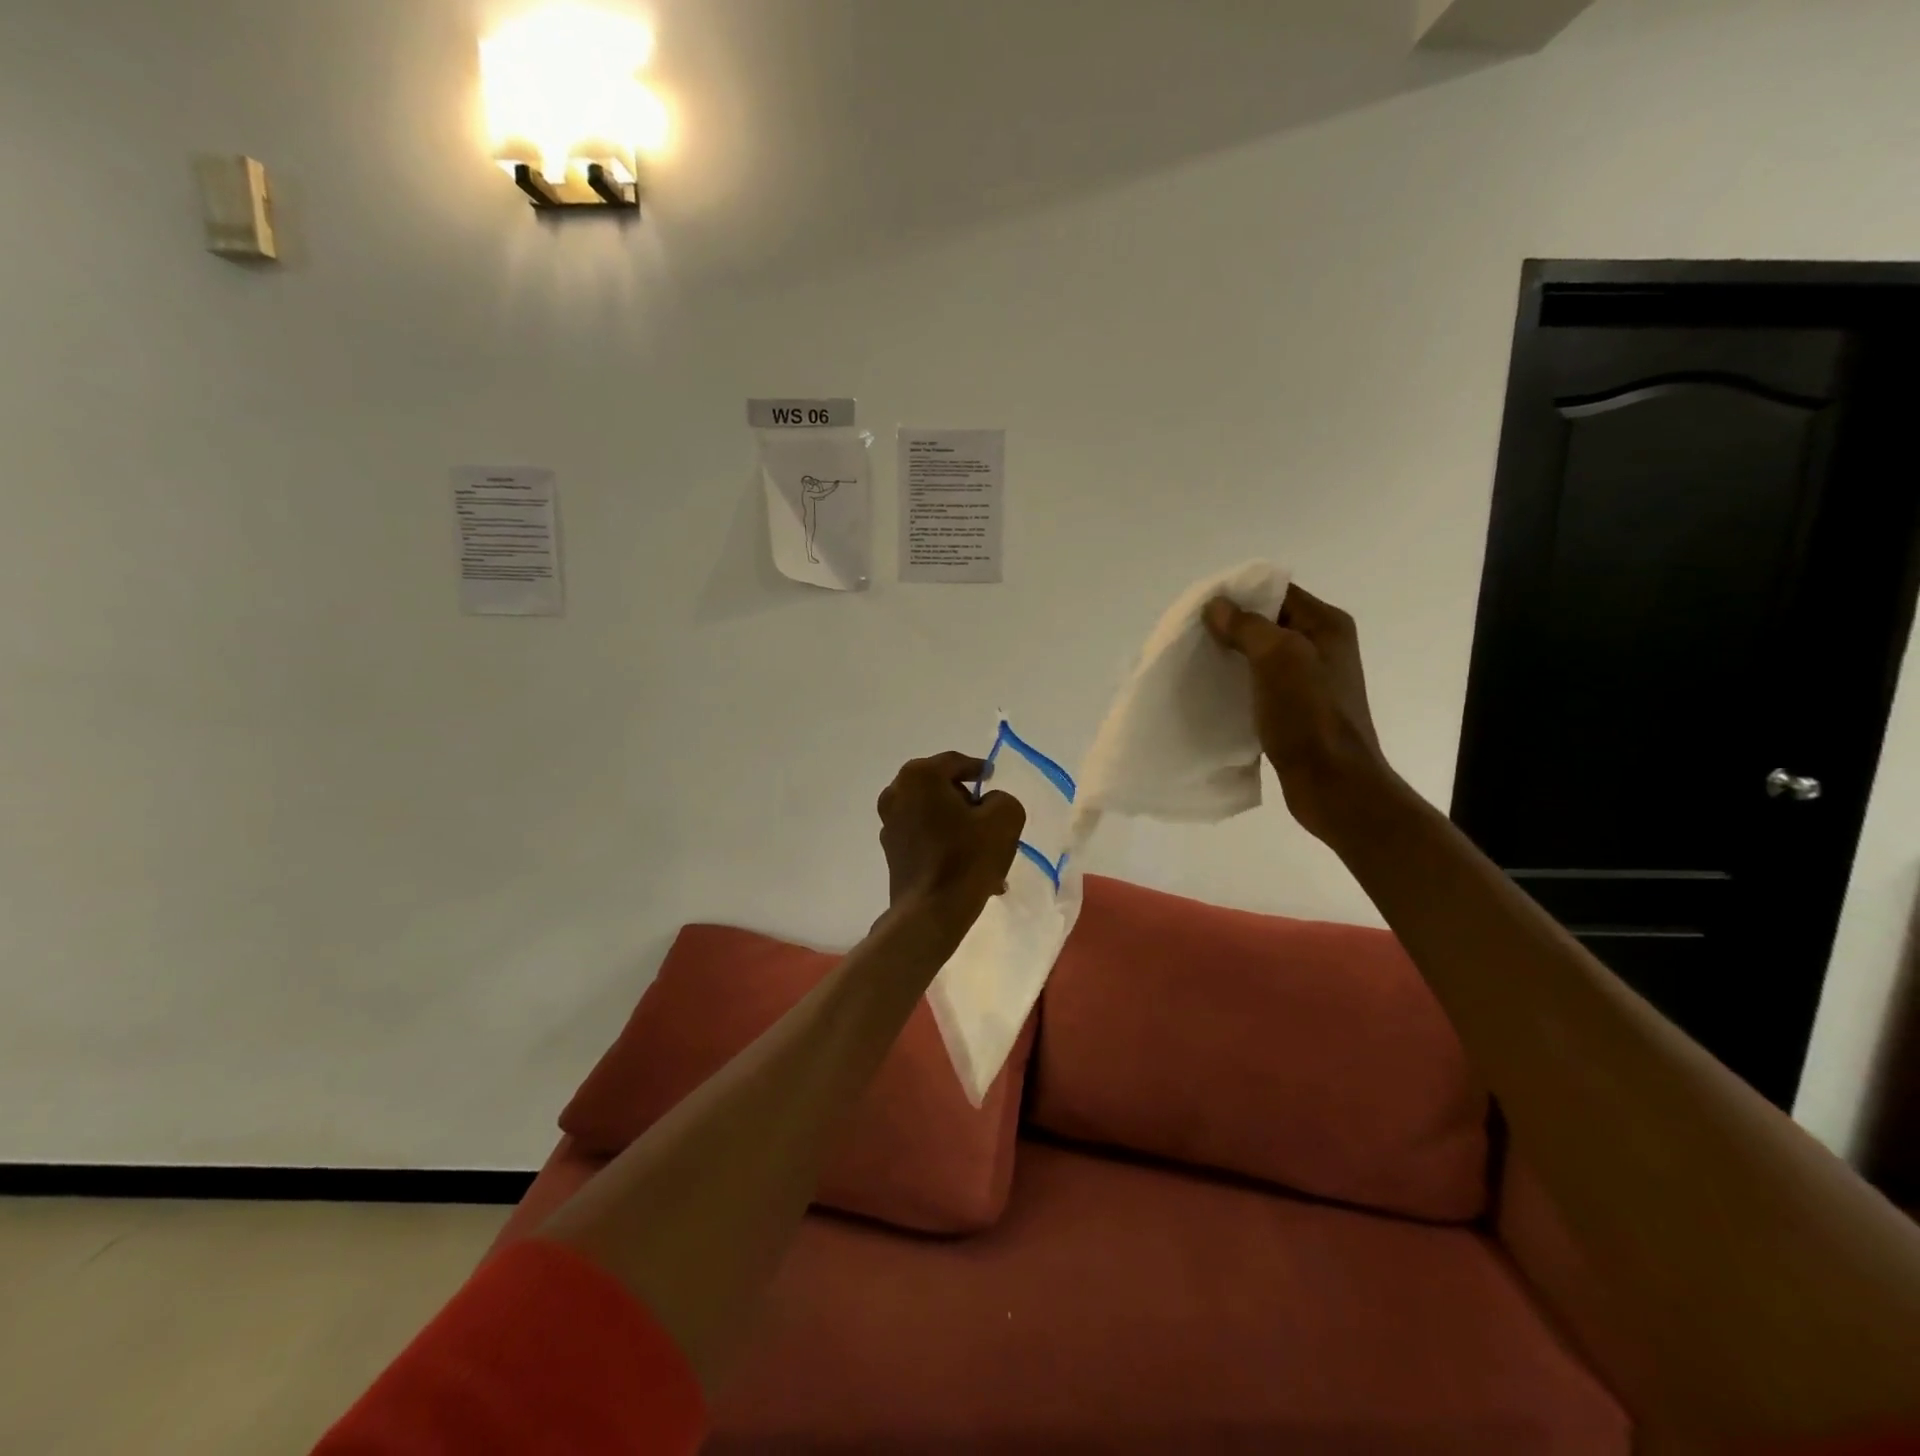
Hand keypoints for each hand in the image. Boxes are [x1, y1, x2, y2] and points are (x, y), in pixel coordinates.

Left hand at [876, 752, 1024, 925]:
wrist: (932, 911)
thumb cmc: (968, 857)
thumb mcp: (1005, 817)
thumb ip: (1001, 798)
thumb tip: (987, 804)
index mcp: (920, 775)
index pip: (956, 762)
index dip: (977, 769)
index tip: (991, 778)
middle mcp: (897, 793)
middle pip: (941, 788)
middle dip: (966, 801)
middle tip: (989, 817)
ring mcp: (889, 823)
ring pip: (933, 814)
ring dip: (956, 825)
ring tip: (982, 849)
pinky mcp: (890, 850)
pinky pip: (924, 837)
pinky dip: (944, 843)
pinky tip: (965, 866)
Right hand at [1203, 584, 1396, 843]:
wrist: (1333, 783)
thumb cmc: (1309, 715)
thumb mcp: (1277, 657)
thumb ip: (1246, 626)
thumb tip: (1216, 606)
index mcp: (1326, 626)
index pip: (1277, 592)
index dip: (1239, 595)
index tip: (1200, 609)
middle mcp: (1322, 647)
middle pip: (1267, 623)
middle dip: (1229, 627)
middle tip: (1192, 638)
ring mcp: (1310, 681)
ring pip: (1261, 656)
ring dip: (1230, 658)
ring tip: (1196, 664)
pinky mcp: (1296, 710)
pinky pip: (1260, 685)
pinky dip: (1237, 685)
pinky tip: (1213, 694)